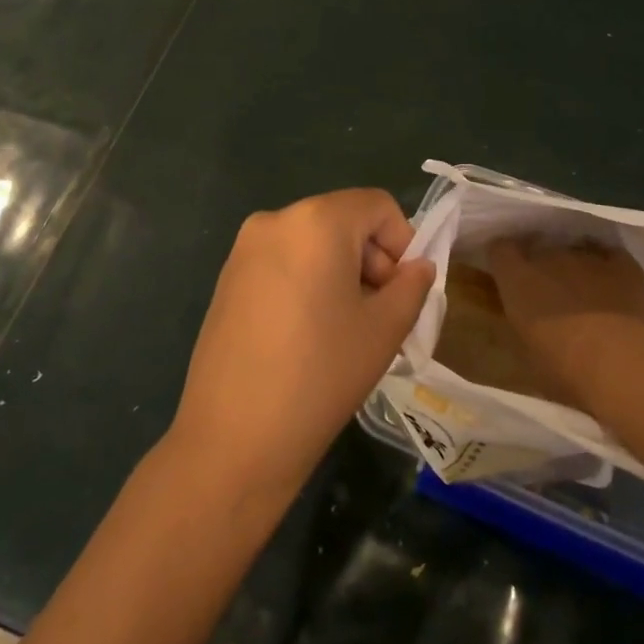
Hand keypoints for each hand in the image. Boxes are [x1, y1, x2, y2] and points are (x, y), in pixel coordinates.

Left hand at [169, 189, 435, 505]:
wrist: (233, 438)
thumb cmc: (320, 375)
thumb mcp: (384, 329)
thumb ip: (411, 286)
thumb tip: (417, 267)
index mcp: (316, 220)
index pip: (377, 205)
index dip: (403, 242)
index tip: (403, 291)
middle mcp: (275, 220)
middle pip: (343, 221)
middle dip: (371, 259)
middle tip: (380, 316)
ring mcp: (244, 249)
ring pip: (312, 243)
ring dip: (341, 273)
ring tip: (346, 330)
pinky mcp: (227, 278)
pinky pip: (283, 262)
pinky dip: (308, 282)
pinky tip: (308, 334)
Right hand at [485, 237, 643, 409]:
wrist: (622, 364)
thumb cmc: (564, 368)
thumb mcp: (527, 353)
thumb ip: (522, 324)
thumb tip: (527, 322)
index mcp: (517, 279)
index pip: (499, 249)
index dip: (504, 259)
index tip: (509, 274)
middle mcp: (549, 257)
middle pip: (540, 250)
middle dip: (543, 266)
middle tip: (552, 294)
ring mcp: (587, 257)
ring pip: (576, 251)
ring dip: (575, 268)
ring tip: (587, 294)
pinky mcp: (623, 263)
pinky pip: (610, 256)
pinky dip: (608, 268)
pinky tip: (614, 286)